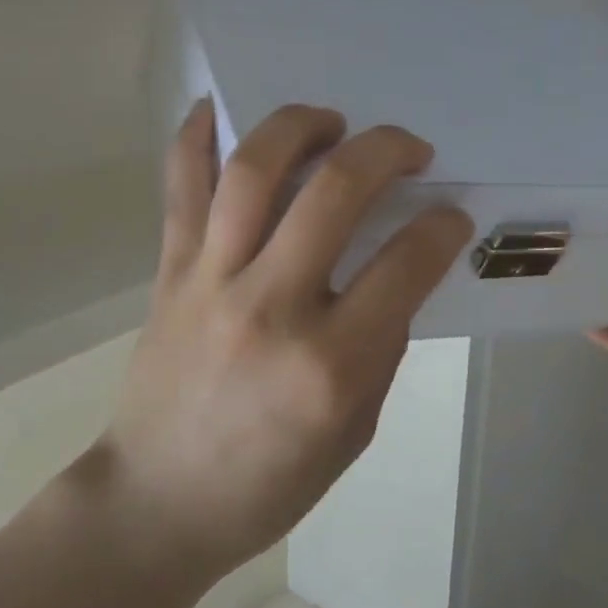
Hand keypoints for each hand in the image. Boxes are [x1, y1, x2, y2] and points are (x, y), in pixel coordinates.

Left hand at [95, 101, 472, 581]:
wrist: (158, 499)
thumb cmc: (266, 483)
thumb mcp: (352, 433)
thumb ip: (378, 348)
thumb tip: (396, 274)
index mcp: (329, 365)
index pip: (403, 265)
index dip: (439, 226)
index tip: (449, 212)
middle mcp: (269, 306)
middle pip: (333, 193)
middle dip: (384, 150)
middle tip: (407, 147)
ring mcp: (211, 279)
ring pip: (254, 170)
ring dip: (299, 125)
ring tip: (329, 120)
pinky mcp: (170, 269)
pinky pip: (182, 185)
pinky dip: (197, 136)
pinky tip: (219, 108)